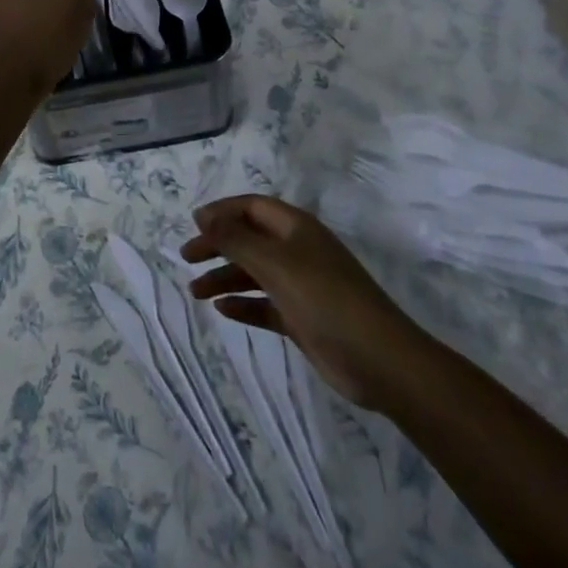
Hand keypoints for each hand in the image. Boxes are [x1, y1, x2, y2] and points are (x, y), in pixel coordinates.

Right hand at [182, 194, 420, 410]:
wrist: (381, 360)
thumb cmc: (325, 299)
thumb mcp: (275, 263)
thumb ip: (236, 239)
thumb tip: (203, 215)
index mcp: (295, 227)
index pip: (251, 206)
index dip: (221, 212)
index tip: (193, 226)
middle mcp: (297, 250)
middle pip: (249, 238)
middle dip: (218, 245)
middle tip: (186, 258)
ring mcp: (302, 285)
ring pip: (254, 273)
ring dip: (225, 278)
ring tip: (195, 292)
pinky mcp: (303, 318)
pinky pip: (266, 305)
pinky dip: (244, 305)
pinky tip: (222, 310)